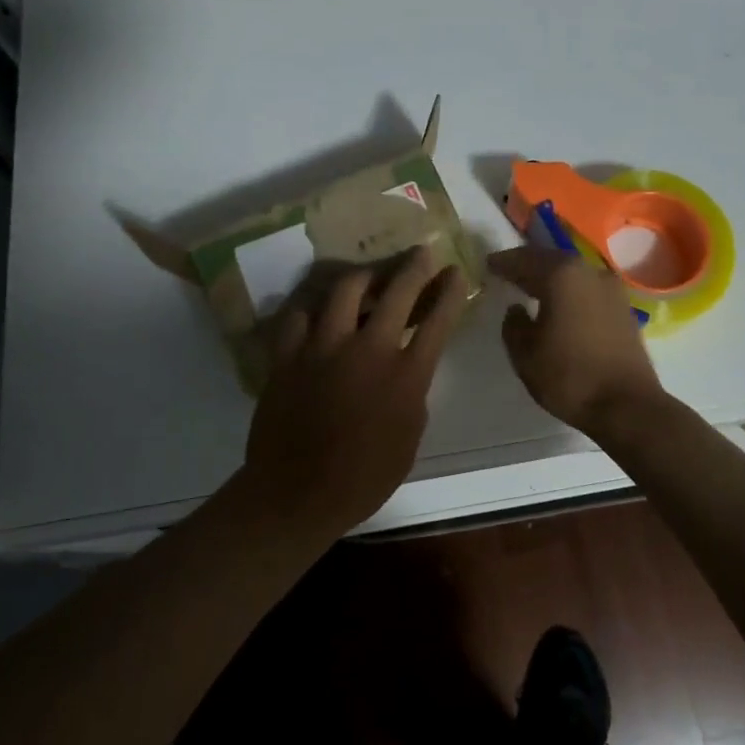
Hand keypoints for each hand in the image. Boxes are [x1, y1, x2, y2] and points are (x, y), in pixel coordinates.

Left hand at [238, 248, 468, 537]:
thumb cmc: (365, 477)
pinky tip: (317, 314)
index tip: (456, 272)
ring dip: (363, 278)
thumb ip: (412, 392)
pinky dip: (312, 311)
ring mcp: (324, 347)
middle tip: (420, 252)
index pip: (437, 320)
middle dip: (414, 267)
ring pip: (344, 290)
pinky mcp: (289, 354)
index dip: (450, 292)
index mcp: (406, 374)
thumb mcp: (410, 437)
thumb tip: (408, 366)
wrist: (297, 492)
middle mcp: (368, 349)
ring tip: (368, 277)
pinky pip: (299, 316)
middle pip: (396, 291)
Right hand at [487, 246, 665, 435]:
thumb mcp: (525, 354)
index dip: (503, 262)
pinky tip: (559, 304)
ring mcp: (611, 288)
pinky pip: (587, 288)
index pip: (523, 260)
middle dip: (528, 264)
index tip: (488, 264)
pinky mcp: (623, 307)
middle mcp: (589, 272)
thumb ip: (513, 325)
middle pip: (550, 260)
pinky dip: (569, 290)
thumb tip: (516, 309)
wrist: (628, 405)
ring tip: (531, 286)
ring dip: (550, 277)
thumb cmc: (570, 377)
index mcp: (561, 275)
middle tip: (507, 271)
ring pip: (572, 273)